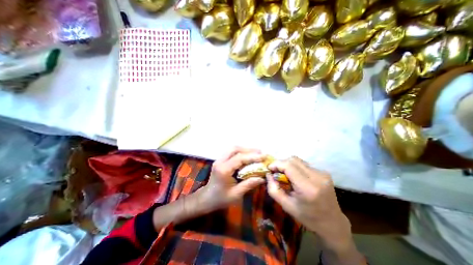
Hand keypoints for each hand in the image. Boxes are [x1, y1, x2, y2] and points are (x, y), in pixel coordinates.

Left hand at [198, 148, 266, 211]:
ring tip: (256, 154)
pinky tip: (248, 157)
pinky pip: (232, 152)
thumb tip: (263, 178)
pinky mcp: (220, 160)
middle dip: (249, 150)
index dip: (252, 156)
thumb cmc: (220, 199)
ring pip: (233, 149)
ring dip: (245, 150)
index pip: (239, 158)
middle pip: (235, 149)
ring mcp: (219, 160)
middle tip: (260, 153)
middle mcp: (220, 161)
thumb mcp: (236, 194)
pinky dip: (241, 153)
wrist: (207, 198)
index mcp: (223, 170)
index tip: (264, 156)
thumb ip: (249, 184)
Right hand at [268, 157, 348, 235]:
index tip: (269, 168)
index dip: (277, 164)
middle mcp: (317, 177)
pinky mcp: (324, 172)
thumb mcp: (286, 206)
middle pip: (293, 160)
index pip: (289, 166)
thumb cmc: (307, 217)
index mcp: (308, 188)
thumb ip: (273, 189)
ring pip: (298, 160)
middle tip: (275, 171)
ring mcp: (322, 173)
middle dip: (281, 163)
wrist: (332, 223)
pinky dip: (296, 167)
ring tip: (284, 174)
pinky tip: (295, 176)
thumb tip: (268, 174)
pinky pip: (304, 164)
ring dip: (288, 165)